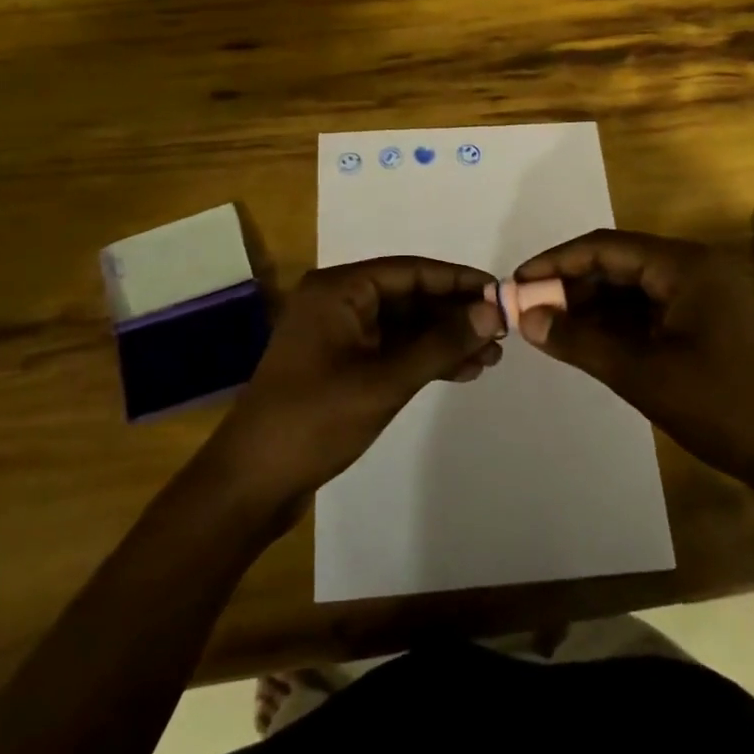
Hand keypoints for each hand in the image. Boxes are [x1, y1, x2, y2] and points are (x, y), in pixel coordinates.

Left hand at [205, 257, 503, 507]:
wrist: (253, 482)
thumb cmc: (315, 420)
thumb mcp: (385, 380)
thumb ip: (440, 343)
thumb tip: (491, 312)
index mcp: (338, 289)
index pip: (410, 271)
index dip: (457, 281)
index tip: (500, 293)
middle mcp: (337, 301)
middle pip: (408, 296)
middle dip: (454, 315)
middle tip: (501, 333)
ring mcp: (337, 334)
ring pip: (403, 325)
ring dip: (443, 339)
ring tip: (490, 358)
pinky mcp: (340, 364)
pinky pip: (390, 349)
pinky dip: (422, 358)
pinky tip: (460, 372)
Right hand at [514, 230, 753, 487]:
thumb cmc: (723, 407)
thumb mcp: (643, 374)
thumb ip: (580, 342)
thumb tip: (527, 319)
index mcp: (684, 265)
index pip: (605, 247)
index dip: (557, 262)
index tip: (518, 283)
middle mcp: (692, 268)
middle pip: (617, 264)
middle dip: (570, 285)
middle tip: (529, 311)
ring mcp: (700, 295)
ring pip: (630, 288)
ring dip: (590, 306)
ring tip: (548, 328)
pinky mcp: (703, 321)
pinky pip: (647, 310)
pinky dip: (614, 324)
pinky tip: (584, 341)